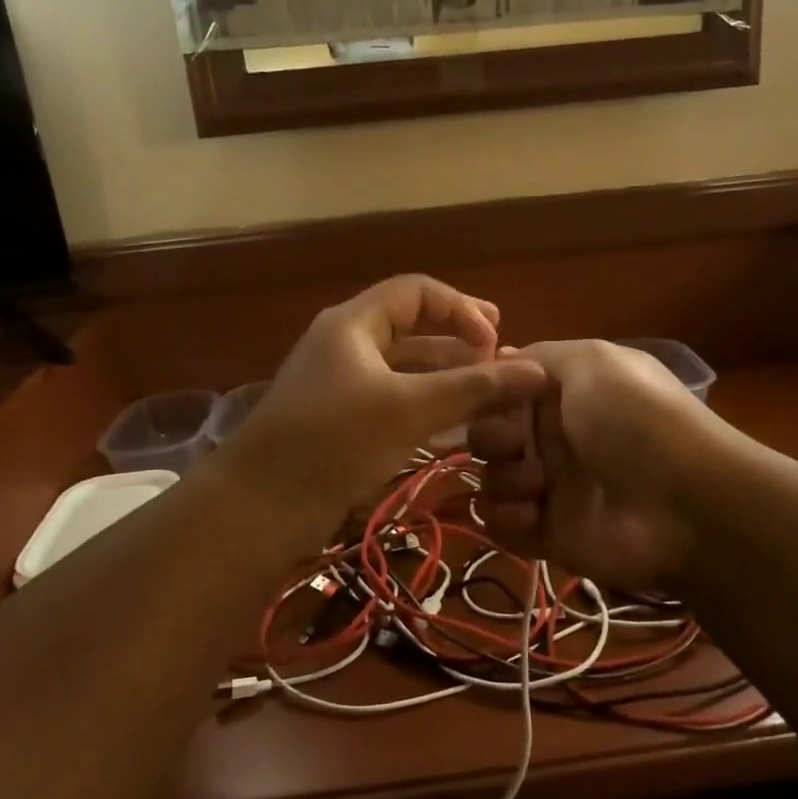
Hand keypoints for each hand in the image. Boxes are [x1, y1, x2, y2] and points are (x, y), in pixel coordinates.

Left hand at [220, 275, 546, 517]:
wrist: (259, 506)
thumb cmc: (334, 442)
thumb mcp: (409, 409)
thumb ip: (473, 389)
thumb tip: (538, 370)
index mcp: (354, 323)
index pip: (418, 292)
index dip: (462, 308)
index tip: (497, 340)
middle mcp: (346, 345)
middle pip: (412, 328)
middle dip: (459, 342)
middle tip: (502, 361)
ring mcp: (340, 385)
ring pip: (403, 368)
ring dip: (445, 376)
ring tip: (488, 395)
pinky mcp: (339, 422)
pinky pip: (391, 400)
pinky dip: (424, 405)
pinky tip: (454, 426)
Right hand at [470, 340, 722, 590]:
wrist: (684, 503)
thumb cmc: (634, 418)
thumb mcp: (592, 361)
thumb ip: (540, 355)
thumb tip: (499, 356)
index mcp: (563, 396)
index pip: (503, 392)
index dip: (487, 394)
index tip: (487, 396)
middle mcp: (553, 439)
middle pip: (488, 436)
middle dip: (489, 438)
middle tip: (513, 444)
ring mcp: (550, 488)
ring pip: (490, 480)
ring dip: (502, 479)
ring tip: (538, 485)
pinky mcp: (549, 534)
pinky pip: (500, 526)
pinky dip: (506, 520)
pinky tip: (534, 515)